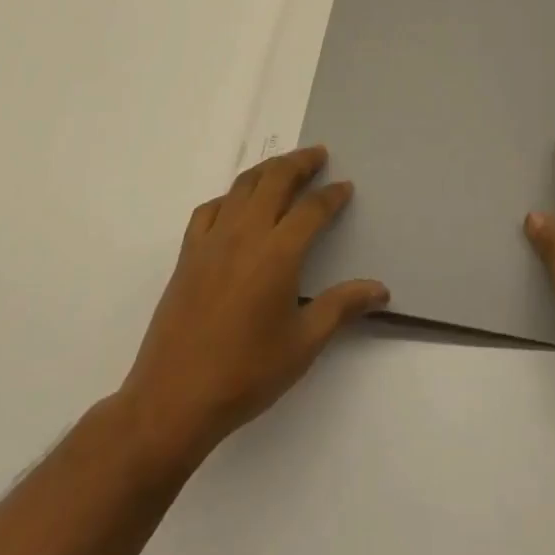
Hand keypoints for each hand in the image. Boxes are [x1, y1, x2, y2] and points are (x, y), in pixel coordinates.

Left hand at [113, 146, 388, 475]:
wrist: (173, 400)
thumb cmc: (246, 373)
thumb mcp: (303, 344)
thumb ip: (342, 307)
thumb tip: (381, 290)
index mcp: (278, 252)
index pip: (312, 208)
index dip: (332, 195)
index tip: (345, 188)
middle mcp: (246, 233)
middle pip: (276, 179)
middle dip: (300, 162)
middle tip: (318, 155)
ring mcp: (213, 240)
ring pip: (243, 185)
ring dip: (267, 169)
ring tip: (283, 167)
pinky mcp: (188, 254)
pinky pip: (210, 208)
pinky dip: (229, 196)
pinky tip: (236, 205)